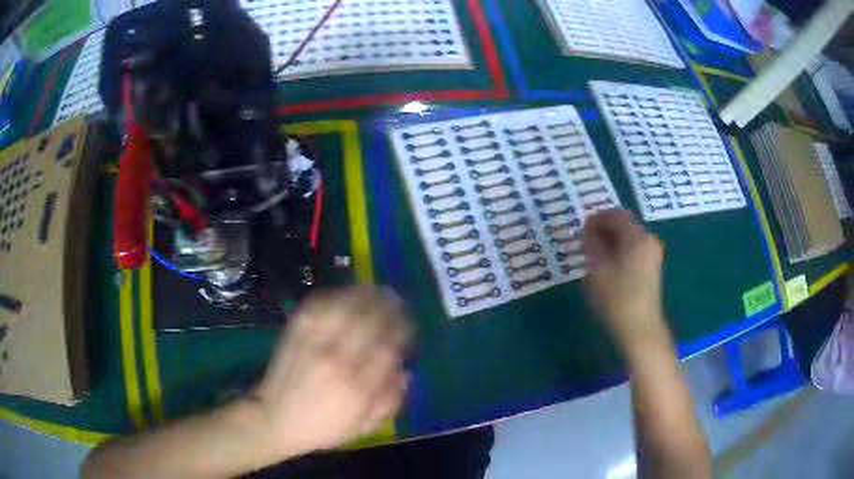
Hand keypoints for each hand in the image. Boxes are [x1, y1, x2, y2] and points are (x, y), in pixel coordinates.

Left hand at [245, 287, 410, 459]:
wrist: (275, 420)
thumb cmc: (323, 428)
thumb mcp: (363, 427)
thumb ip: (389, 402)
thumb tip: (406, 372)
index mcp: (357, 388)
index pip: (388, 349)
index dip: (401, 331)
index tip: (408, 324)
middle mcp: (337, 361)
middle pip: (368, 323)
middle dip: (387, 307)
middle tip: (397, 300)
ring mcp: (313, 345)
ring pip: (343, 309)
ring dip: (363, 295)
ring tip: (375, 290)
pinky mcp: (294, 335)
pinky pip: (316, 307)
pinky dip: (332, 296)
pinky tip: (343, 295)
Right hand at [582, 209, 667, 348]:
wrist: (639, 329)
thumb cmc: (617, 298)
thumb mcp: (597, 269)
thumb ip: (591, 244)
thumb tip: (587, 231)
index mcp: (638, 237)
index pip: (616, 215)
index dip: (597, 218)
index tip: (581, 229)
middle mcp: (649, 241)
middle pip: (624, 225)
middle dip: (603, 230)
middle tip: (584, 243)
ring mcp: (652, 256)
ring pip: (628, 239)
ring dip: (610, 242)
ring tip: (592, 256)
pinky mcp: (651, 269)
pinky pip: (633, 251)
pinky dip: (619, 252)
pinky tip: (606, 267)